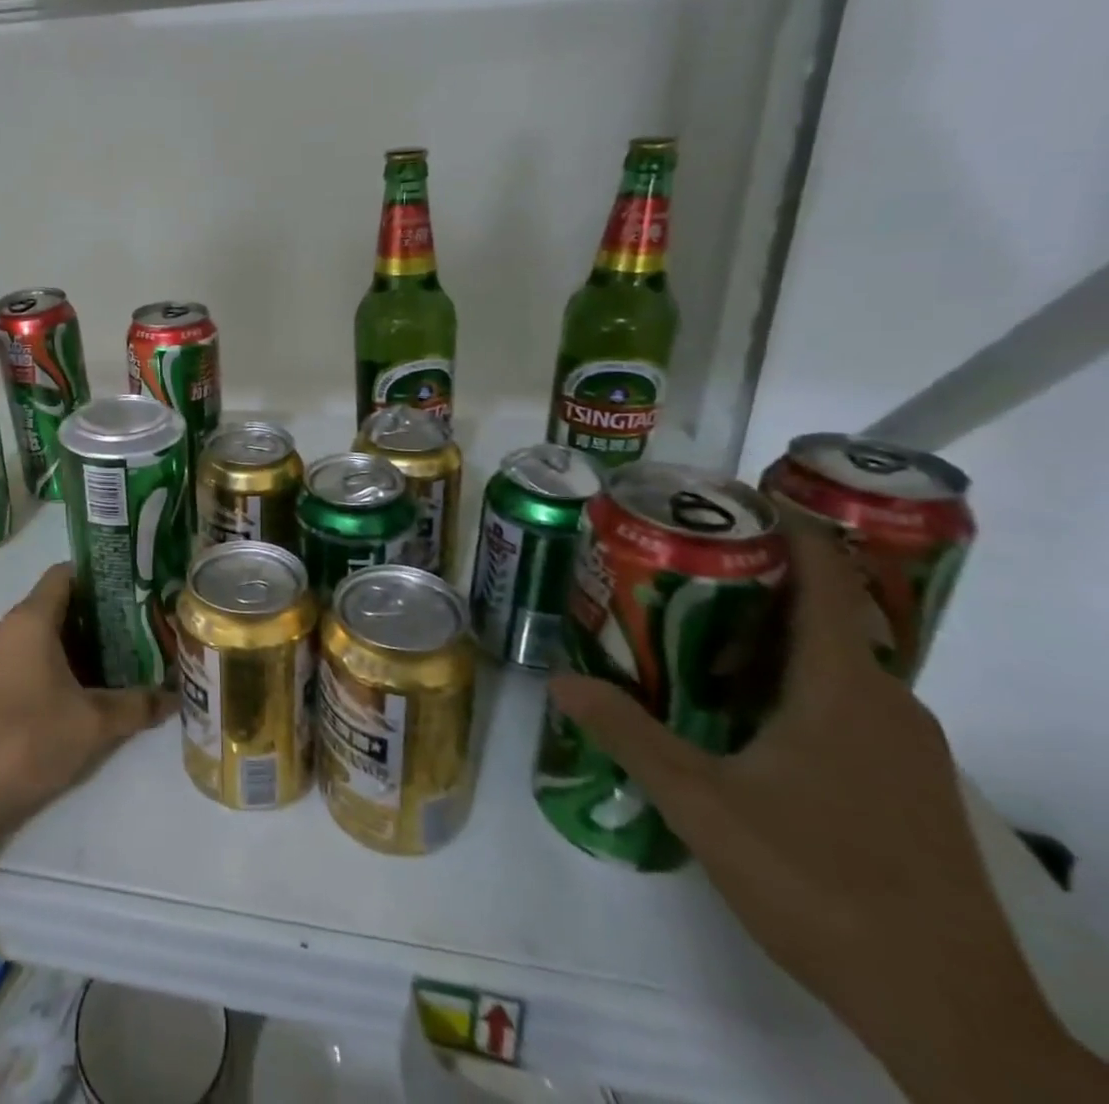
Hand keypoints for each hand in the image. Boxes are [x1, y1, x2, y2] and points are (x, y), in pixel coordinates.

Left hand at [0, 565, 175, 860]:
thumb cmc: (26, 742)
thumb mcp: (92, 724)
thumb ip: (137, 705)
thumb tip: (177, 696)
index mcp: (30, 619)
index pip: (68, 574)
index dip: (104, 576)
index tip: (139, 588)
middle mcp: (11, 628)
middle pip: (61, 603)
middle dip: (103, 614)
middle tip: (145, 626)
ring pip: (48, 634)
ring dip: (85, 643)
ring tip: (129, 657)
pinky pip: (33, 657)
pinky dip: (63, 664)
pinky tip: (93, 688)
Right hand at [549, 518, 1104, 1102]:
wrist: (947, 1012)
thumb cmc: (820, 881)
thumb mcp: (700, 802)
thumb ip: (627, 733)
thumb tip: (560, 677)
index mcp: (844, 688)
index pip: (826, 579)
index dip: (789, 528)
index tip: (733, 497)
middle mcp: (887, 703)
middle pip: (820, 615)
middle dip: (750, 583)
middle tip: (672, 566)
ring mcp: (906, 749)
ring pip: (830, 664)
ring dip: (765, 639)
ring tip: (688, 632)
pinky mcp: (906, 787)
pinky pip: (842, 704)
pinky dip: (786, 684)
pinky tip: (733, 712)